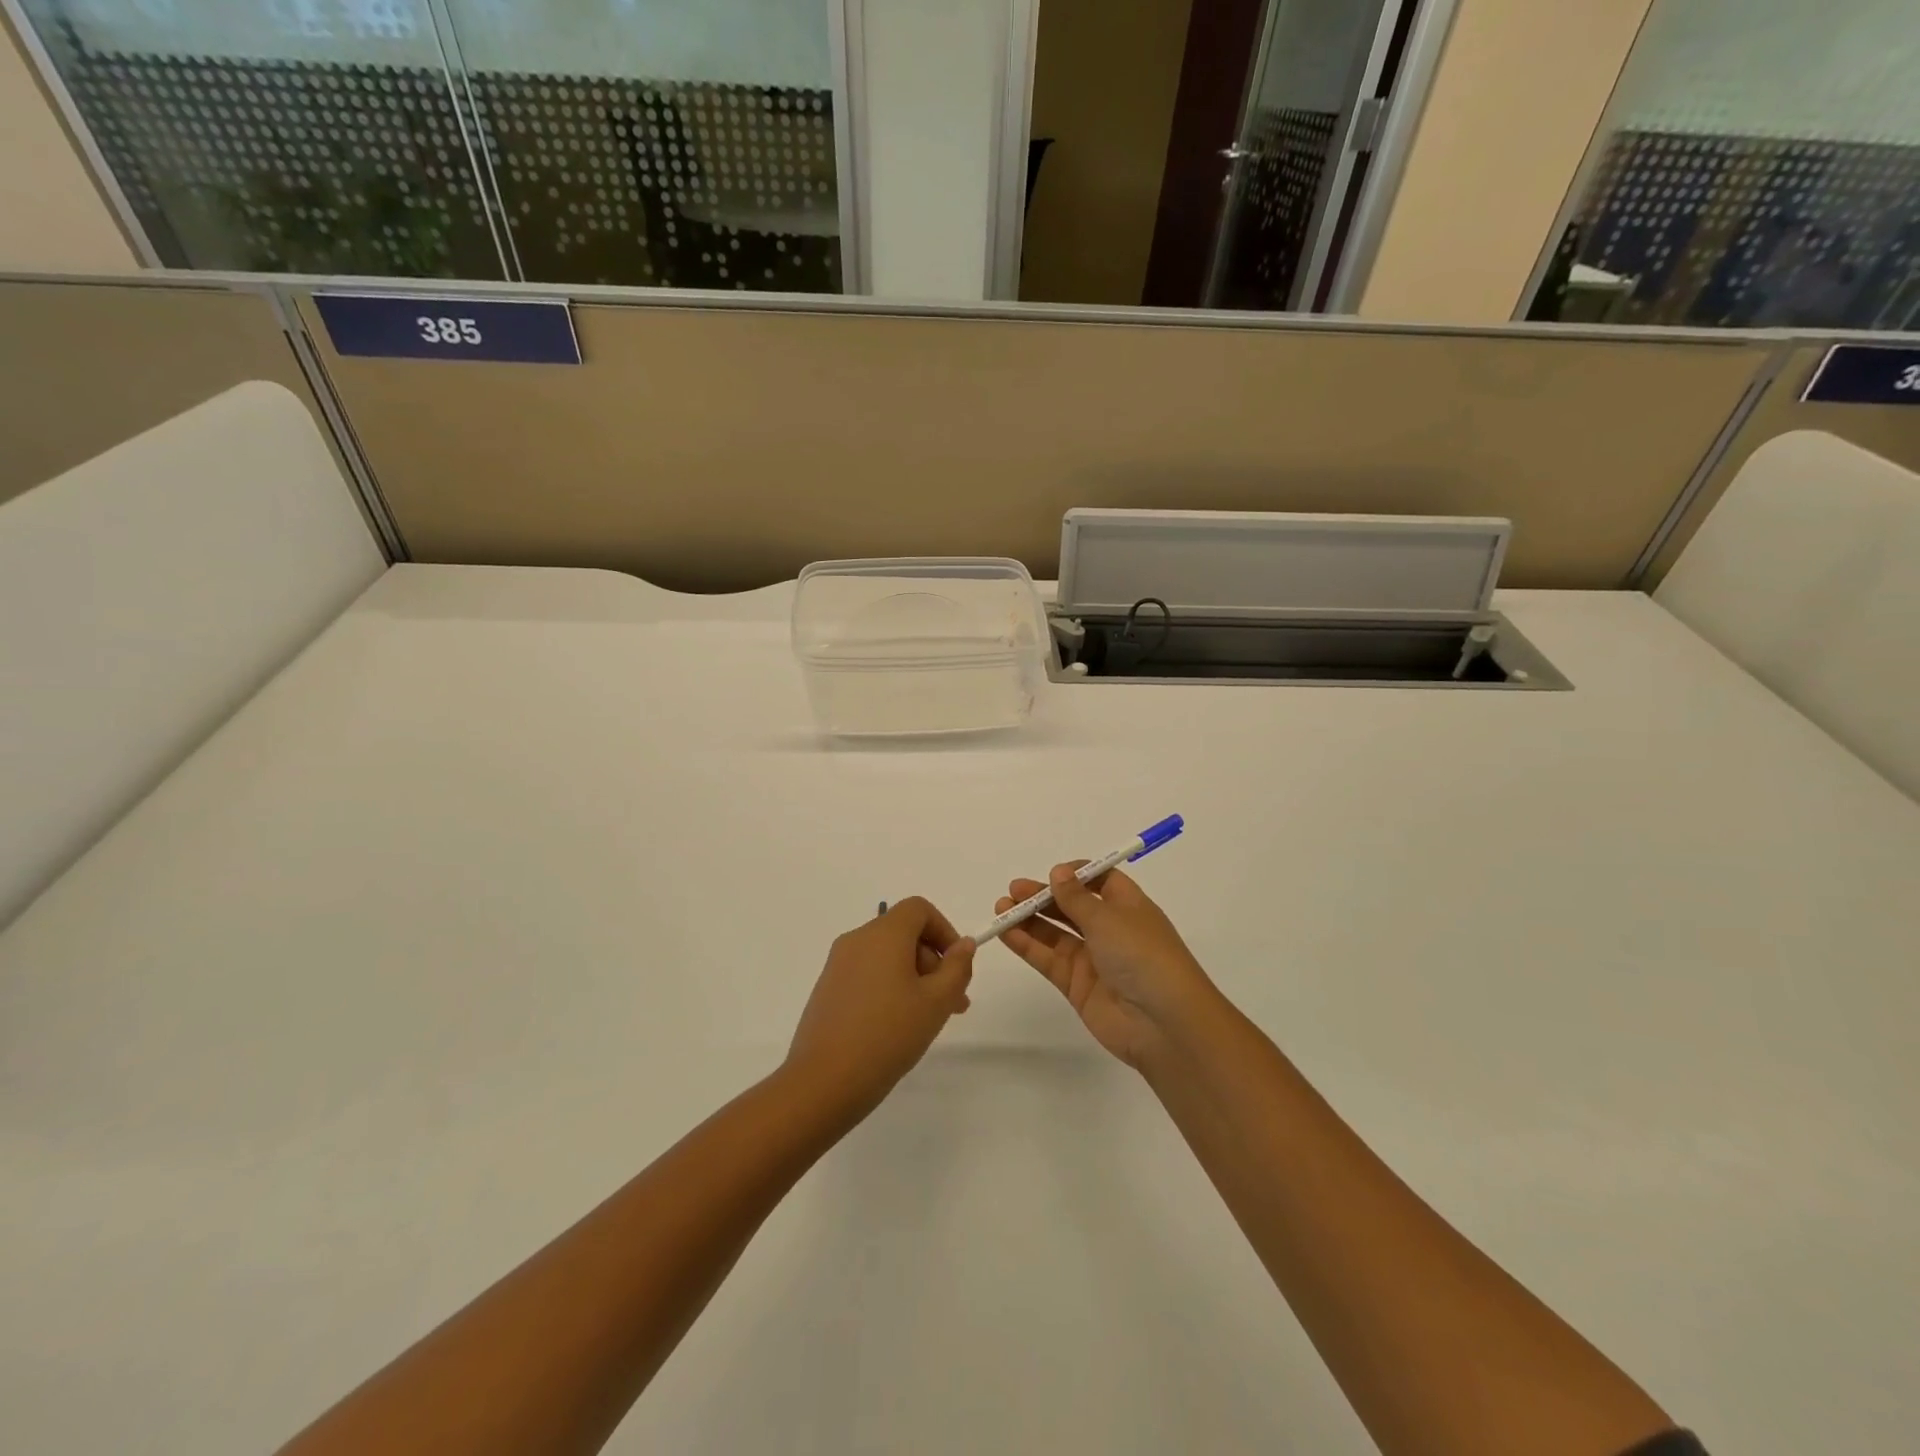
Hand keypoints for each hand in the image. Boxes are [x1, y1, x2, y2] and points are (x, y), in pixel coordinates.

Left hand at [784, 897, 974, 1122]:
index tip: (957, 966)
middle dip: (933, 960)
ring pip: (886, 956)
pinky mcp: (827, 989)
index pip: (919, 909)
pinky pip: (867, 973)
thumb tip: (964, 945)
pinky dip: (889, 986)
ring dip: (914, 976)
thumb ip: (957, 968)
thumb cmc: (888, 1034)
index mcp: (883, 934)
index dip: (944, 930)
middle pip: (904, 932)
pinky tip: (897, 1026)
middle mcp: (857, 940)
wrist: (823, 1081)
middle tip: (952, 1002)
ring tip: (929, 1018)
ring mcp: (838, 964)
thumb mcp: (936, 1002)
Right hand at [995, 864, 1218, 1069]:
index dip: (1075, 874)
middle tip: (1014, 890)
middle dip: (1044, 896)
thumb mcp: (1109, 918)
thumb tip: (1058, 872)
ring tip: (1001, 908)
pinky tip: (1006, 932)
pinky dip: (1027, 945)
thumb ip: (1077, 897)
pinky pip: (1048, 959)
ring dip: (1029, 919)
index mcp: (1128, 906)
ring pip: (1055, 933)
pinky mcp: (1077, 986)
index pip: (1100, 881)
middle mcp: (1110, 930)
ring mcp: (1093, 959)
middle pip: (1071, 906)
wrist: (1164, 1024)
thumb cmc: (1143, 956)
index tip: (1051, 873)